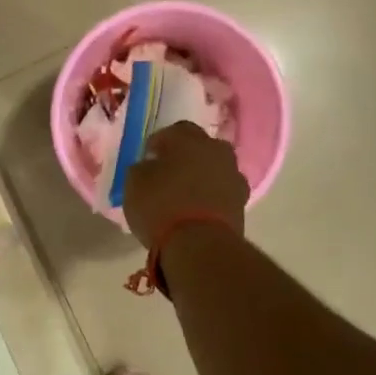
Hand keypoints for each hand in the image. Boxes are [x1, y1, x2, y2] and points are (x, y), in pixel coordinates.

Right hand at [121, 121, 248, 248]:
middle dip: (186, 156)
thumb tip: (150, 167)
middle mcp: (216, 151)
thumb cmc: (161, 205)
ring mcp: (233, 177)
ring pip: (215, 170)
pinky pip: (222, 193)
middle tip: (169, 173)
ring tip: (185, 195)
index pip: (175, 130)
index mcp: (188, 138)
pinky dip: (212, 198)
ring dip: (202, 177)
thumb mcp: (134, 183)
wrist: (200, 244)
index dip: (161, 142)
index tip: (150, 156)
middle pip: (201, 147)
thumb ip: (142, 168)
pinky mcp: (242, 203)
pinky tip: (198, 210)